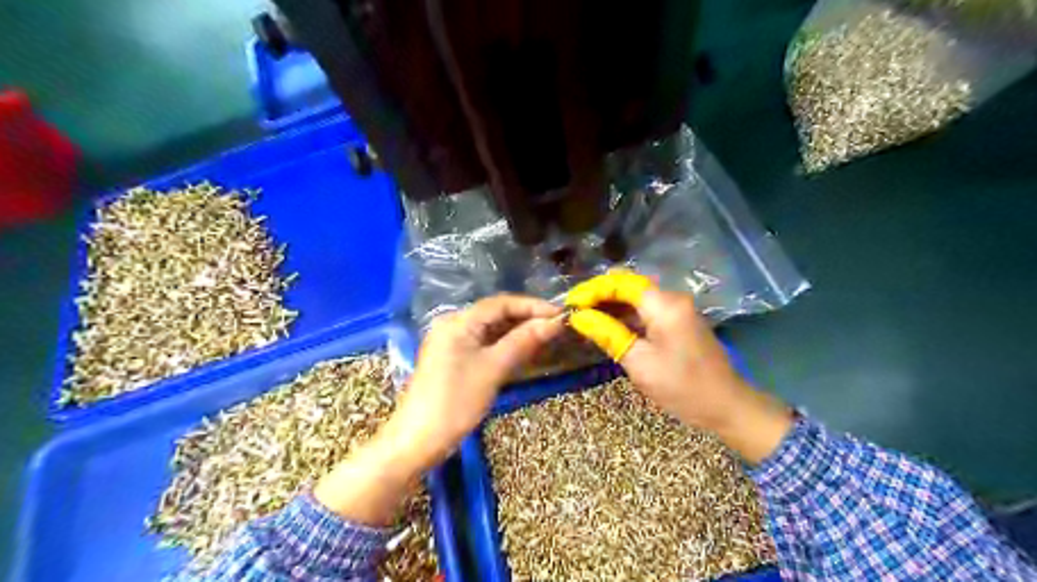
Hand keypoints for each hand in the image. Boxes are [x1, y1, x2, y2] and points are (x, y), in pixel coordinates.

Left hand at [393, 296, 564, 463]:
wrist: (418, 440)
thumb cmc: (456, 401)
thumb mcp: (494, 369)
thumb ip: (523, 341)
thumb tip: (554, 322)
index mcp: (458, 321)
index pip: (501, 303)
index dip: (533, 306)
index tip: (561, 314)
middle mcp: (453, 325)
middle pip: (495, 314)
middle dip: (526, 318)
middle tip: (557, 327)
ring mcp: (451, 342)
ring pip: (490, 329)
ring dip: (517, 332)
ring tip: (546, 337)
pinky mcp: (452, 359)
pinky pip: (483, 344)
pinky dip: (504, 345)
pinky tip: (523, 350)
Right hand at [567, 272, 796, 463]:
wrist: (727, 406)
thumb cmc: (682, 387)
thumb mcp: (639, 363)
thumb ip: (608, 334)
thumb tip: (579, 317)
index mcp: (665, 305)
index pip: (621, 282)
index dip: (593, 289)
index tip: (570, 303)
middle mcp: (672, 299)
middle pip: (629, 286)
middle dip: (599, 295)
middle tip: (574, 311)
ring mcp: (677, 310)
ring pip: (636, 298)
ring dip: (611, 305)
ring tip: (585, 318)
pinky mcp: (678, 322)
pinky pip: (646, 311)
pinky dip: (625, 316)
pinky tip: (608, 327)